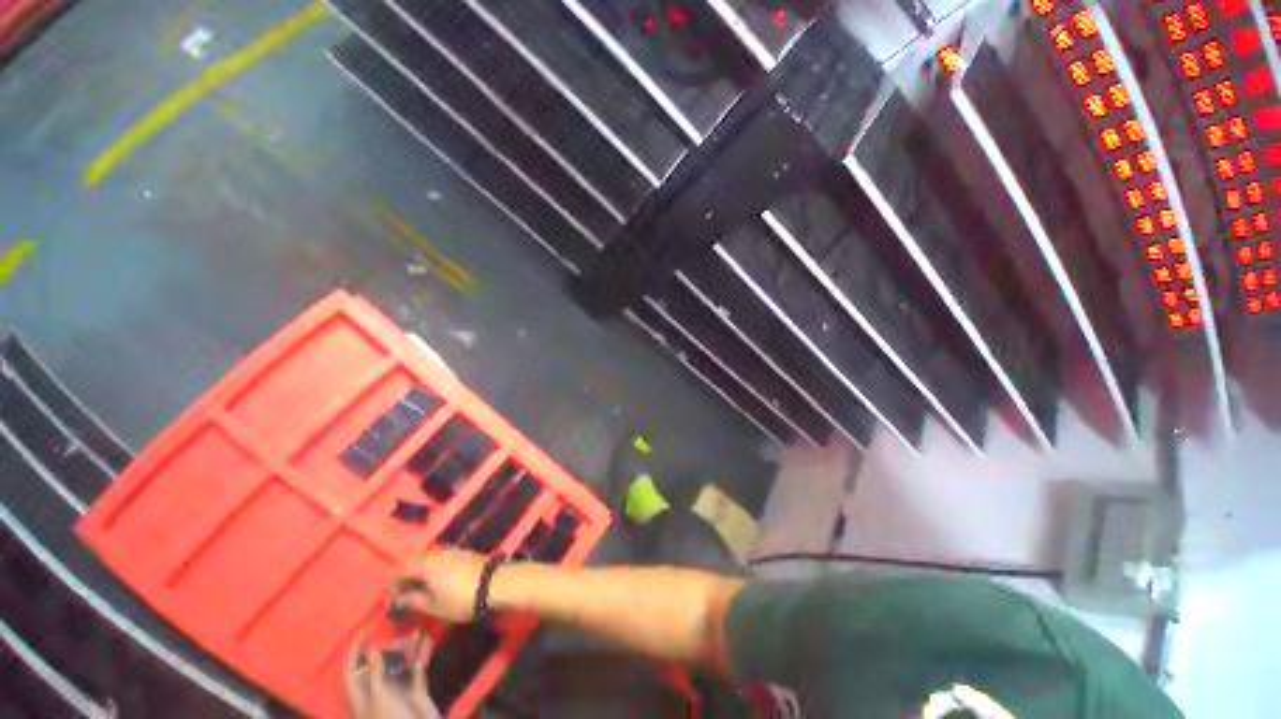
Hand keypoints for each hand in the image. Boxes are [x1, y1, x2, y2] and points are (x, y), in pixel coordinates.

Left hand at [344, 632, 439, 718]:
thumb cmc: (389, 717)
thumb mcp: (378, 696)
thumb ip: (374, 673)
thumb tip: (370, 650)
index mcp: (360, 695)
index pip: (351, 670)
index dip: (354, 651)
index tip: (364, 631)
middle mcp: (376, 691)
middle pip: (378, 664)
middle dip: (388, 646)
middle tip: (398, 630)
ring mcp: (396, 690)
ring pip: (399, 664)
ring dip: (408, 647)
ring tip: (416, 631)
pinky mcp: (414, 690)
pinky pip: (416, 668)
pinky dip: (421, 654)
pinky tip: (428, 641)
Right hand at [391, 548, 487, 622]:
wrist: (495, 583)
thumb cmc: (461, 598)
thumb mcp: (435, 606)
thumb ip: (414, 601)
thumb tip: (399, 599)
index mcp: (426, 563)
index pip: (400, 570)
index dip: (392, 587)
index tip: (391, 605)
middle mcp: (437, 552)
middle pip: (415, 563)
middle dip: (406, 580)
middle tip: (403, 600)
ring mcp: (452, 551)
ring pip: (428, 561)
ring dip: (420, 576)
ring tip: (419, 595)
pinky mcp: (464, 554)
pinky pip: (441, 561)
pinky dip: (433, 572)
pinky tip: (436, 586)